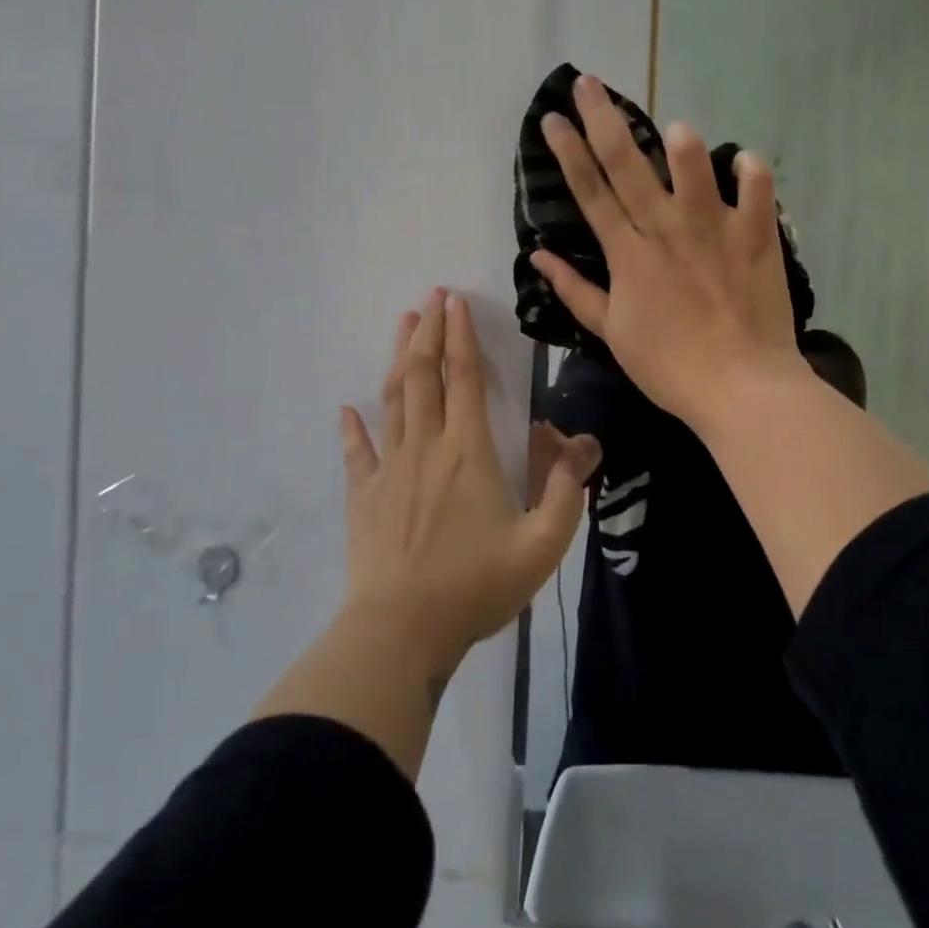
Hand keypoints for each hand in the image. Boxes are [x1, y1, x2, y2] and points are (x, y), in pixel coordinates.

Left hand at [338, 289, 601, 674]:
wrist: (402, 631)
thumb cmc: (476, 585)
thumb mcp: (543, 544)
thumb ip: (568, 490)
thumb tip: (581, 444)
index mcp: (470, 451)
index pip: (466, 378)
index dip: (461, 336)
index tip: (456, 301)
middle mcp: (427, 446)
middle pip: (425, 375)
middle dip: (428, 331)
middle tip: (430, 297)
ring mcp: (389, 469)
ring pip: (393, 399)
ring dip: (398, 358)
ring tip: (402, 325)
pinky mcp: (363, 496)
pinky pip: (357, 452)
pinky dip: (352, 427)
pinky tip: (347, 409)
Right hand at [532, 74, 809, 428]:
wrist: (739, 387)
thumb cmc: (670, 366)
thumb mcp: (612, 333)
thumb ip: (576, 291)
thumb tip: (538, 256)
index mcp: (628, 254)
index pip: (590, 193)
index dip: (568, 152)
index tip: (552, 118)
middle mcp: (665, 230)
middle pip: (628, 166)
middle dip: (603, 120)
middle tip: (587, 82)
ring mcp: (712, 231)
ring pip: (693, 170)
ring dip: (682, 144)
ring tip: (673, 125)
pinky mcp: (755, 238)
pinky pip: (757, 194)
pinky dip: (753, 172)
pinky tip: (744, 158)